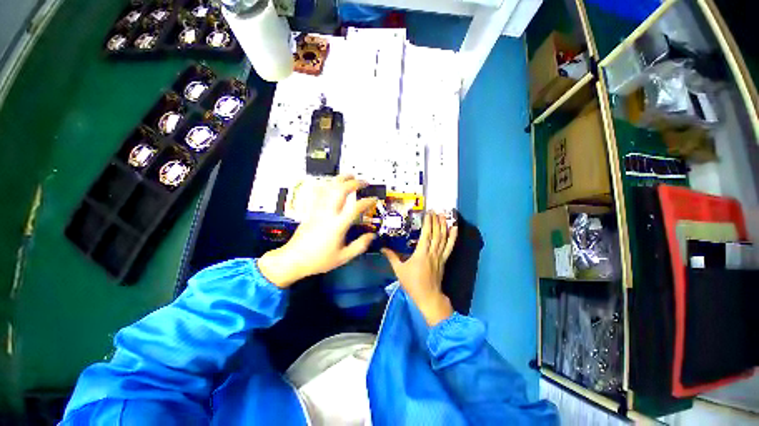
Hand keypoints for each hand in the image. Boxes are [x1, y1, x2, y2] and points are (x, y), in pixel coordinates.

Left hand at [258, 175, 376, 287]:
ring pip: (329, 188)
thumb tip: (372, 236)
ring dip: (340, 179)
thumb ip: (360, 245)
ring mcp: (318, 210)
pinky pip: (320, 193)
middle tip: (364, 182)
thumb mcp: (343, 257)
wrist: (294, 259)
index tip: (374, 199)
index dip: (367, 201)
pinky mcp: (311, 210)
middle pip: (341, 190)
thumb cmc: (319, 260)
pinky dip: (328, 185)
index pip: (355, 207)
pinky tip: (332, 183)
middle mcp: (328, 213)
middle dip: (354, 183)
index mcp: (338, 225)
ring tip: (350, 175)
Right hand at [382, 213, 457, 325]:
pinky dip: (453, 237)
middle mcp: (432, 252)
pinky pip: (450, 247)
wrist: (428, 296)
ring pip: (443, 238)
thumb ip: (391, 257)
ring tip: (444, 216)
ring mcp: (440, 256)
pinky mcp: (444, 260)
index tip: (428, 213)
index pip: (426, 234)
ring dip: (444, 226)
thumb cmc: (412, 283)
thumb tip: (382, 248)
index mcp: (421, 253)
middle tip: (436, 211)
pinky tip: (455, 229)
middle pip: (436, 234)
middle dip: (436, 221)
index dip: (428, 223)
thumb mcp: (399, 270)